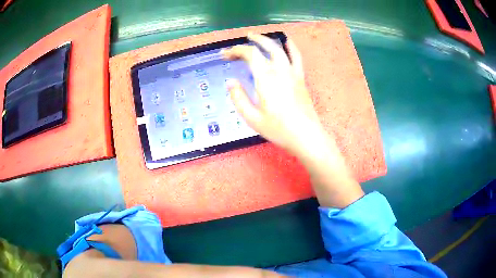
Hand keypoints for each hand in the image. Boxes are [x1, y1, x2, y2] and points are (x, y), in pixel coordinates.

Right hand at [223, 33, 362, 207]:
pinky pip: (297, 57)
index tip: (225, 55)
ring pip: (280, 49)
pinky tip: (287, 41)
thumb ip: (238, 98)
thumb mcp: (252, 118)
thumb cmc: (278, 129)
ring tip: (258, 37)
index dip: (235, 51)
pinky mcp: (300, 78)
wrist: (305, 136)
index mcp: (265, 78)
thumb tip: (230, 82)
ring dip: (268, 40)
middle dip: (251, 41)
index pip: (249, 55)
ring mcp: (292, 73)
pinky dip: (291, 46)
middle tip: (242, 40)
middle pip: (264, 47)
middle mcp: (279, 70)